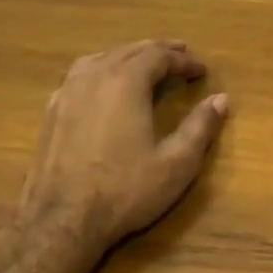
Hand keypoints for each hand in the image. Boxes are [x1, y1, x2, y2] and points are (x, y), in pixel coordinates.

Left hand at [19, 41, 229, 250]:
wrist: (61, 220)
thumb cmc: (125, 190)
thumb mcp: (176, 163)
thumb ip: (200, 127)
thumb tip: (221, 99)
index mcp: (126, 83)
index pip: (159, 57)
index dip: (184, 60)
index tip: (202, 70)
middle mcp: (94, 77)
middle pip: (129, 51)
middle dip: (157, 51)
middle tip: (180, 54)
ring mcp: (67, 93)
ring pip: (101, 58)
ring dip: (127, 56)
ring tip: (143, 62)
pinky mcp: (51, 112)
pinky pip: (79, 76)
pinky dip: (101, 69)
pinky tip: (103, 85)